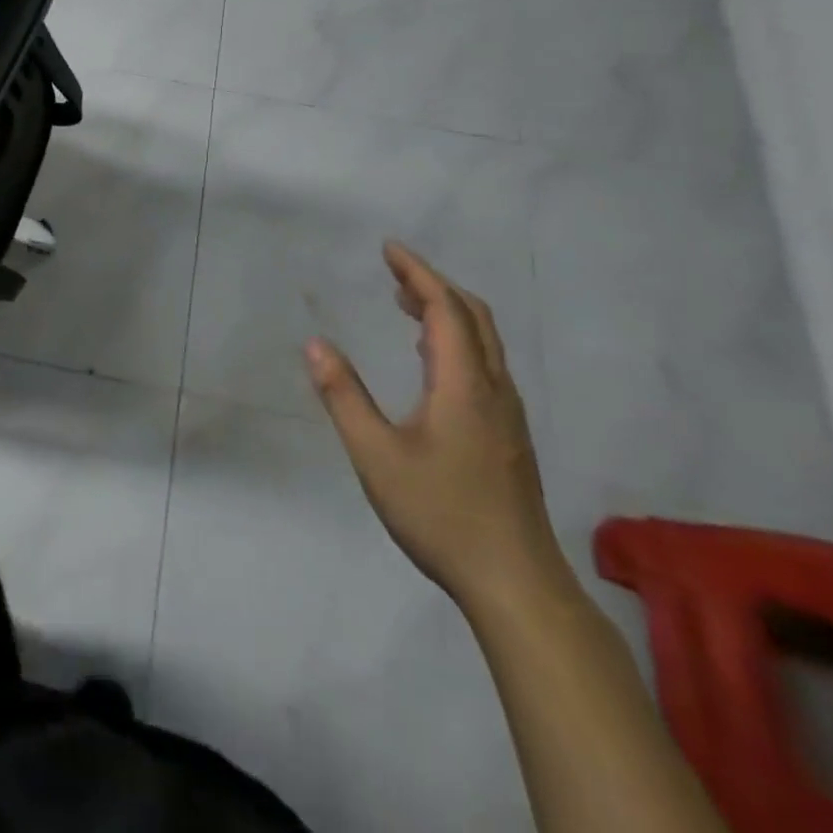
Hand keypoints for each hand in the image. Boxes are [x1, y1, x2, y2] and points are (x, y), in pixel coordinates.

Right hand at [304, 241, 569, 617]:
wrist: (517, 584)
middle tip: (393, 270)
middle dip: (433, 283)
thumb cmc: (441, 514)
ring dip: (447, 310)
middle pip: (472, 316)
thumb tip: (315, 344)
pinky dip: (456, 338)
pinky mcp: (508, 434)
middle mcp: (493, 388)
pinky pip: (484, 363)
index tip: (388, 249)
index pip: (445, 308)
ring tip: (405, 302)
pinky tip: (430, 359)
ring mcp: (507, 413)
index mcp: (464, 384)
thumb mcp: (376, 455)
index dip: (417, 272)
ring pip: (484, 340)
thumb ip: (344, 397)